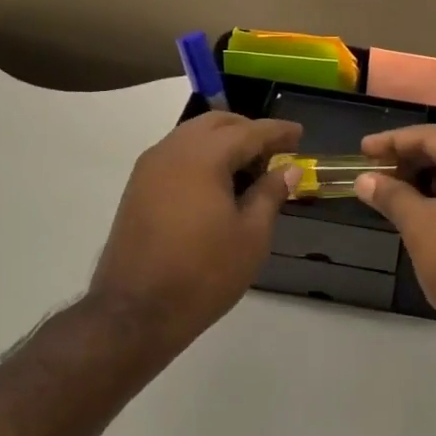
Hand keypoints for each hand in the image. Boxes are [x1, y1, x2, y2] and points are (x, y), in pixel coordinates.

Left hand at [87, 113, 301, 364]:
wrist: (135, 312)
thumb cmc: (204, 274)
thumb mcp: (252, 236)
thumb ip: (270, 194)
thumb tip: (288, 169)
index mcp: (202, 158)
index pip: (248, 131)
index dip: (277, 132)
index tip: (300, 134)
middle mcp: (171, 152)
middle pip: (215, 123)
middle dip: (248, 130)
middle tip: (275, 151)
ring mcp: (149, 169)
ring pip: (191, 136)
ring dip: (222, 142)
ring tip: (249, 169)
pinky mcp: (137, 189)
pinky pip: (176, 155)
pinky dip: (202, 156)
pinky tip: (218, 184)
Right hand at [353, 126, 435, 336]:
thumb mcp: (419, 224)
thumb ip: (391, 195)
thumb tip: (364, 180)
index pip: (431, 136)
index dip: (392, 142)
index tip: (363, 150)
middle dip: (409, 162)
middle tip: (373, 173)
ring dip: (426, 180)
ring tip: (391, 193)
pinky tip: (420, 210)